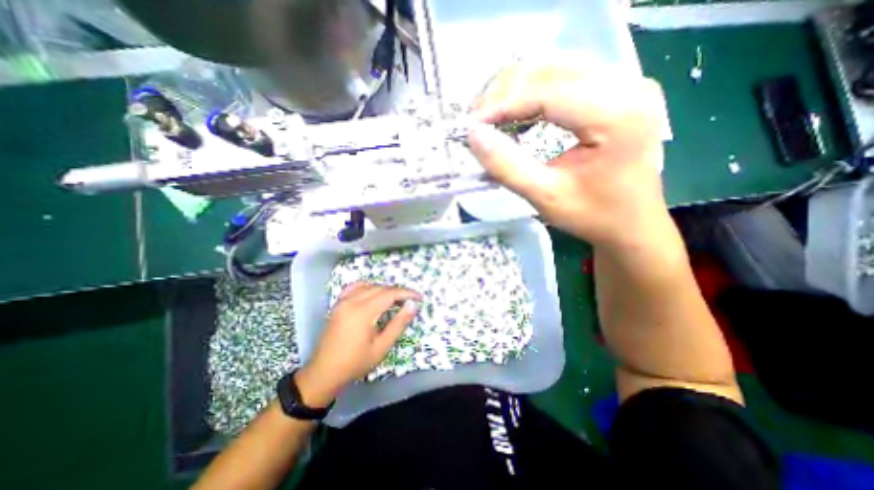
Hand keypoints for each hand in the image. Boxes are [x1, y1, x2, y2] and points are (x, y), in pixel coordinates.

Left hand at [293, 281, 422, 407]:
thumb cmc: (355, 363)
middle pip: (380, 288)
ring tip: (396, 299)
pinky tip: (374, 293)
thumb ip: (398, 324)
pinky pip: (355, 288)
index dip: (406, 293)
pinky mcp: (338, 304)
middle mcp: (352, 301)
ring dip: (384, 289)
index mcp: (363, 312)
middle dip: (397, 292)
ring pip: (369, 286)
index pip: (390, 294)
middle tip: (410, 301)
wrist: (324, 373)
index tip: (419, 297)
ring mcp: (343, 301)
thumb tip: (413, 305)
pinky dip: (368, 287)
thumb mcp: (382, 346)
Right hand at [468, 60, 670, 255]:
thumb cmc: (593, 216)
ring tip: (490, 116)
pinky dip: (532, 92)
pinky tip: (515, 113)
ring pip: (555, 67)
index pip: (548, 92)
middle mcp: (627, 86)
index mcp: (617, 115)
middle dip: (505, 92)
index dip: (503, 104)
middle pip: (551, 69)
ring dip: (515, 88)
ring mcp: (624, 84)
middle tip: (477, 121)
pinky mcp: (615, 91)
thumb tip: (474, 136)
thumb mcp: (545, 197)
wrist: (630, 222)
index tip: (471, 125)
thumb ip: (507, 167)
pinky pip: (564, 78)